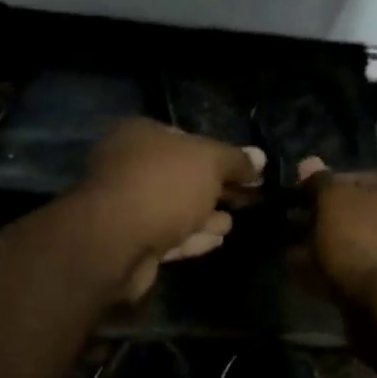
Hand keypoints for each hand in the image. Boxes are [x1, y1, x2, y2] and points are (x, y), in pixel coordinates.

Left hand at [81, 119, 264, 299]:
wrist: (117, 241)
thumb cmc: (163, 186)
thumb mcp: (209, 162)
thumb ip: (236, 160)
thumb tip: (260, 158)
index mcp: (141, 135)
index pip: (186, 138)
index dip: (219, 155)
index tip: (246, 172)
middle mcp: (128, 166)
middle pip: (181, 176)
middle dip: (213, 189)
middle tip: (245, 200)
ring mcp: (126, 206)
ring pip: (175, 209)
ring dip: (204, 216)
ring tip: (232, 223)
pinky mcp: (129, 243)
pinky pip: (168, 236)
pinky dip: (192, 237)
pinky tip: (216, 240)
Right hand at [297, 158, 376, 309]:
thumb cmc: (366, 244)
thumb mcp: (335, 202)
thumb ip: (321, 183)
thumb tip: (309, 162)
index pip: (361, 179)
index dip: (326, 188)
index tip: (299, 202)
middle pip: (363, 217)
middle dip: (327, 225)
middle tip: (295, 233)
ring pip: (362, 249)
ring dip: (330, 253)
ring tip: (296, 260)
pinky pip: (364, 278)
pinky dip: (339, 278)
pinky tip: (312, 283)